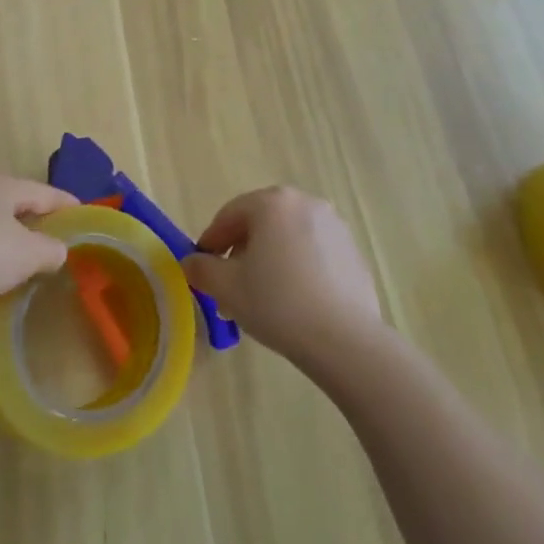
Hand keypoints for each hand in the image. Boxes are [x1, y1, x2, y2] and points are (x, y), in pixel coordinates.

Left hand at [0, 174, 75, 310]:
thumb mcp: (22, 256)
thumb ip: (48, 251)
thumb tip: (58, 249)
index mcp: (3, 186)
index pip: (45, 193)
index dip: (67, 205)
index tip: (83, 214)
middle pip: (9, 200)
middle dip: (28, 219)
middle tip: (46, 241)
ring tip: (5, 259)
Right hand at [182, 186, 384, 368]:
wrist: (345, 339)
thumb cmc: (278, 303)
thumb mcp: (226, 288)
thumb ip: (202, 270)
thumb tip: (191, 263)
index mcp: (272, 203)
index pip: (229, 216)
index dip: (211, 242)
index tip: (203, 268)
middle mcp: (305, 203)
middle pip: (260, 223)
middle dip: (241, 252)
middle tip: (230, 286)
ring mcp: (334, 226)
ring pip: (288, 238)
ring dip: (269, 260)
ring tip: (262, 298)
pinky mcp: (353, 251)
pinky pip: (313, 252)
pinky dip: (297, 267)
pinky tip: (294, 301)